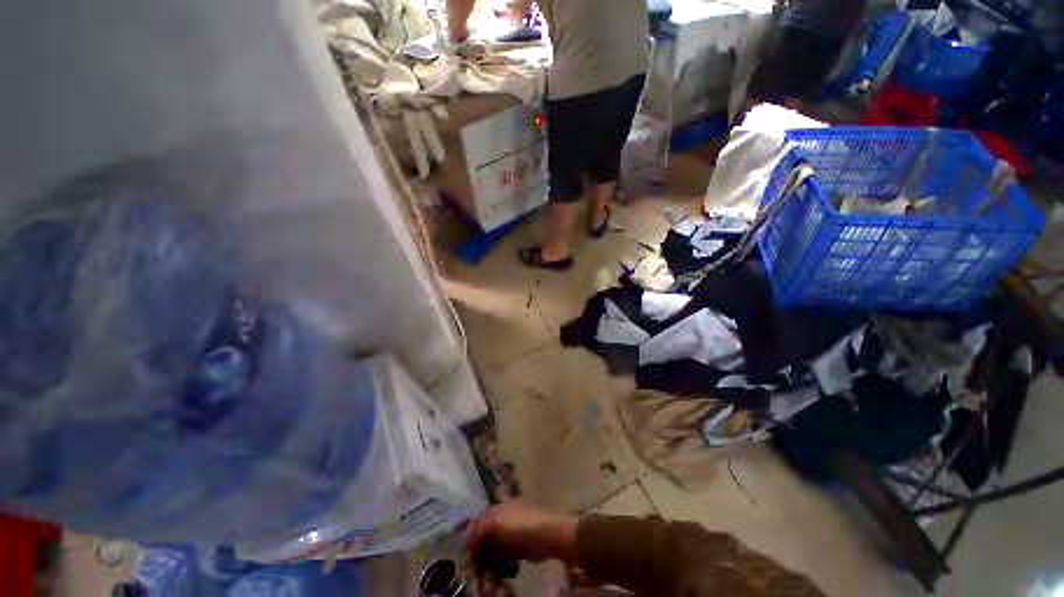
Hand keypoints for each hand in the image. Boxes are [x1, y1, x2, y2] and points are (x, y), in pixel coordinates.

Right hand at [462, 501, 578, 564]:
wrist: (547, 535)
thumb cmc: (521, 524)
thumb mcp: (496, 522)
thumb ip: (478, 528)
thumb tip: (464, 542)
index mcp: (497, 508)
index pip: (477, 521)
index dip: (468, 536)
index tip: (462, 554)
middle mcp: (502, 519)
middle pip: (483, 535)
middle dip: (476, 549)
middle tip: (470, 565)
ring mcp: (510, 534)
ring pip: (491, 547)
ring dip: (485, 558)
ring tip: (480, 570)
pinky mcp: (517, 549)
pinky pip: (501, 557)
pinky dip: (496, 563)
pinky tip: (494, 570)